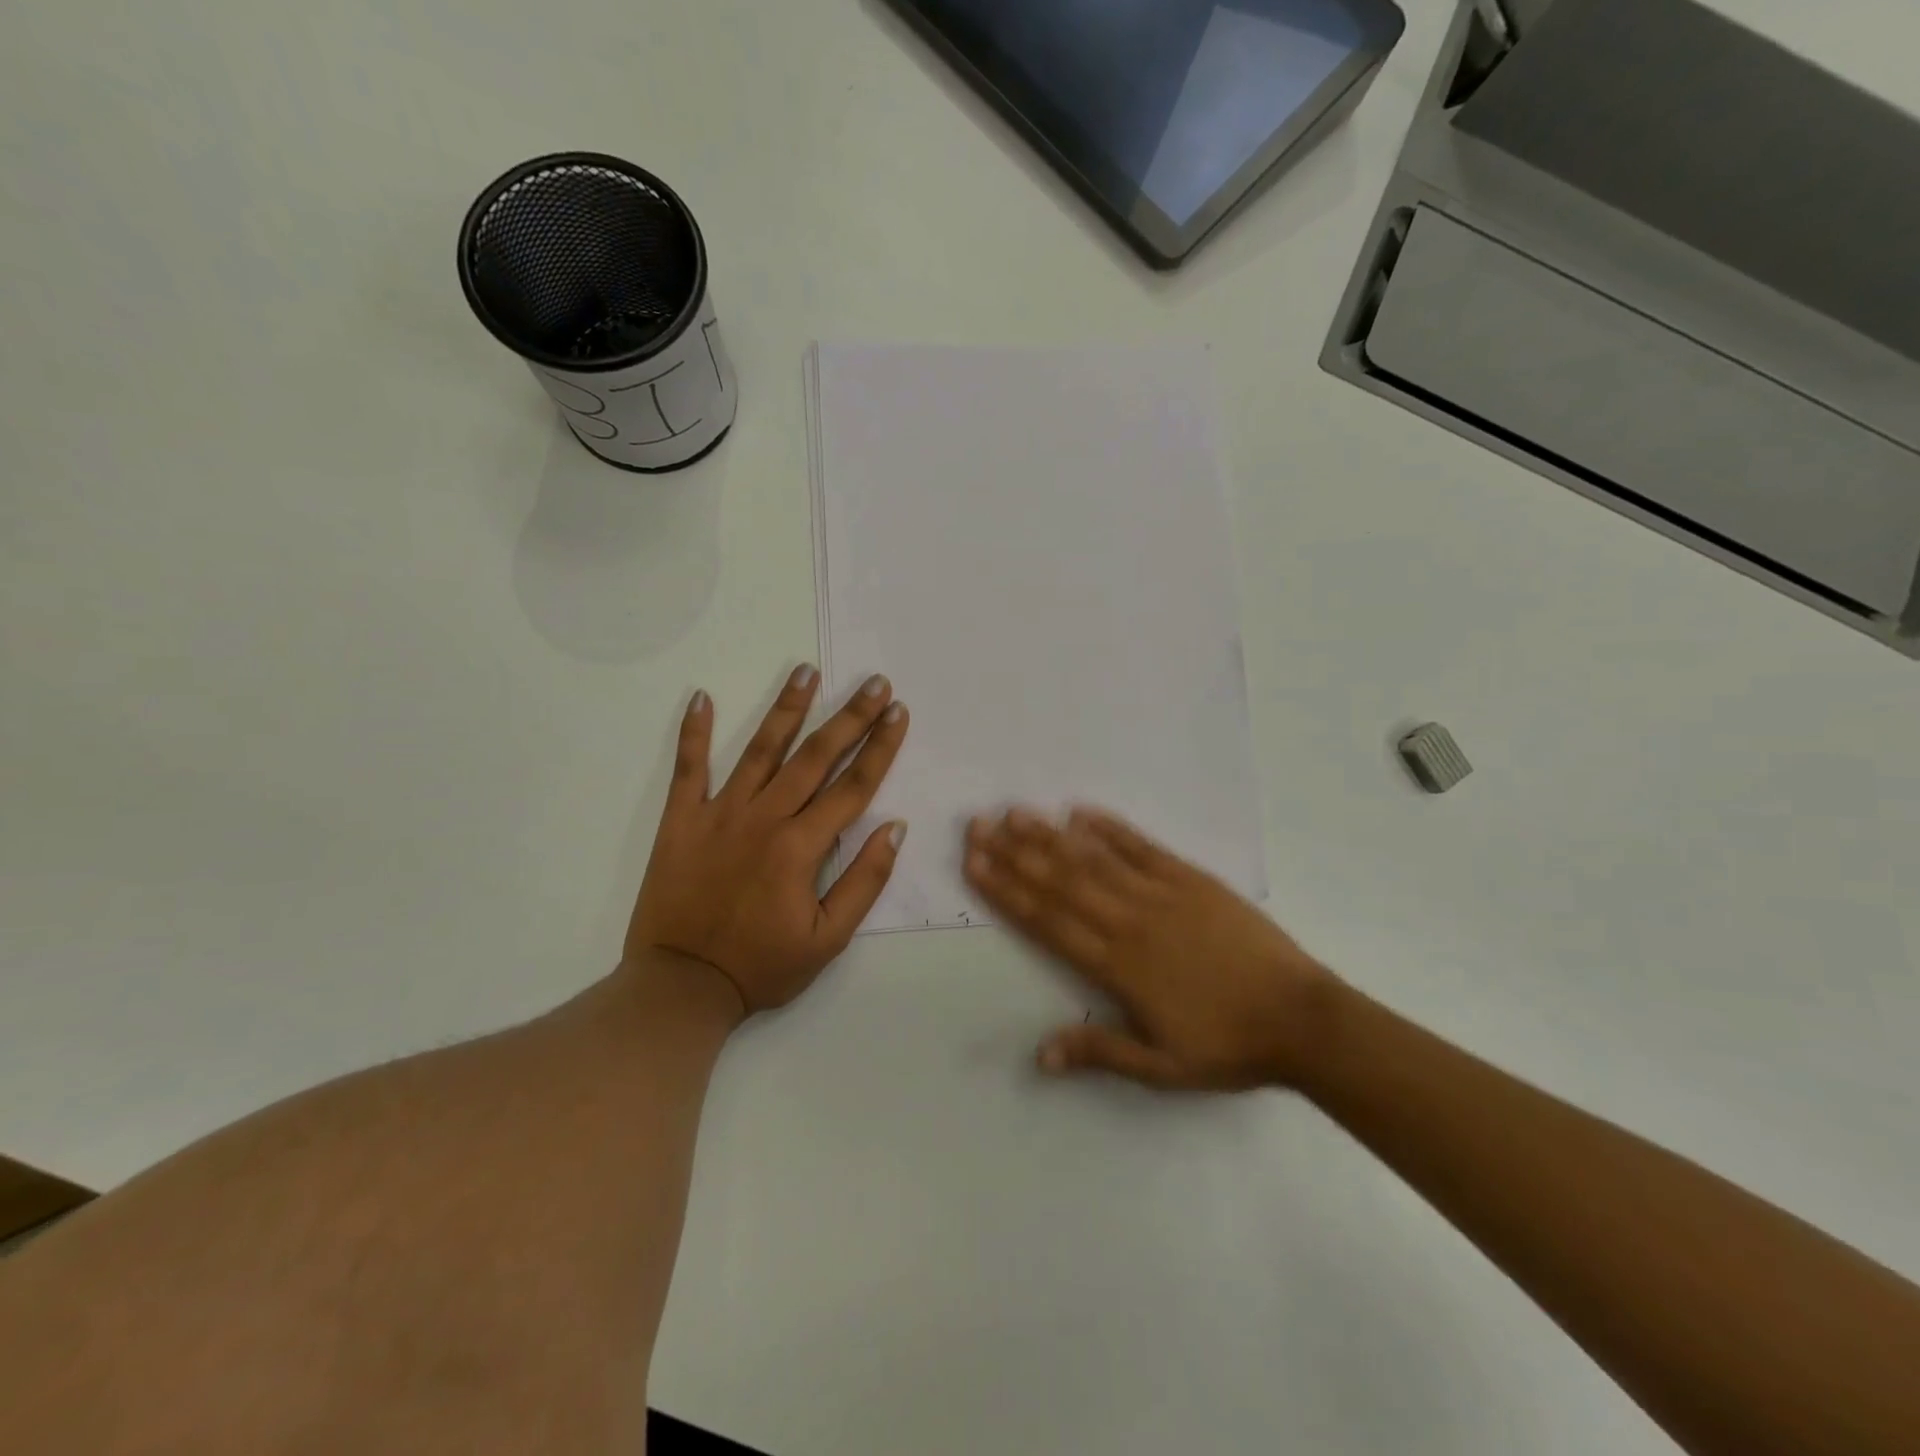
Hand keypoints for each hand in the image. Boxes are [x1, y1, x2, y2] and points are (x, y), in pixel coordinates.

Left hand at [626, 665, 909, 1019]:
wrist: (680, 986)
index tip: (898, 713)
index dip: (880, 748)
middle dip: (849, 717)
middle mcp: (764, 819)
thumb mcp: (828, 939)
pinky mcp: (680, 820)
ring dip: (786, 708)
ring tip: (806, 672)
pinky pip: (688, 769)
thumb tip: (893, 828)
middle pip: (815, 757)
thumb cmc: (762, 967)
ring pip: (760, 750)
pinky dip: (694, 733)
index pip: (853, 787)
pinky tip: (702, 697)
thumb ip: (864, 881)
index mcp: (802, 847)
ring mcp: (719, 814)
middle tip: (873, 683)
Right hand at [964, 808, 1338, 1090]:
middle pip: (1060, 882)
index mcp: (1117, 966)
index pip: (1047, 921)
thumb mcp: (1162, 1067)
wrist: (1301, 1018)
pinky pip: (1142, 848)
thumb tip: (1039, 1054)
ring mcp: (1161, 894)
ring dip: (1051, 836)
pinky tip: (1081, 812)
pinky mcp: (1191, 879)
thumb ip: (1099, 1051)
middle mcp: (1129, 921)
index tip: (975, 864)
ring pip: (1094, 860)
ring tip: (1015, 813)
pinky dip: (1111, 829)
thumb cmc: (1228, 1046)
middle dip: (1015, 853)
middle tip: (978, 825)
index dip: (1006, 891)